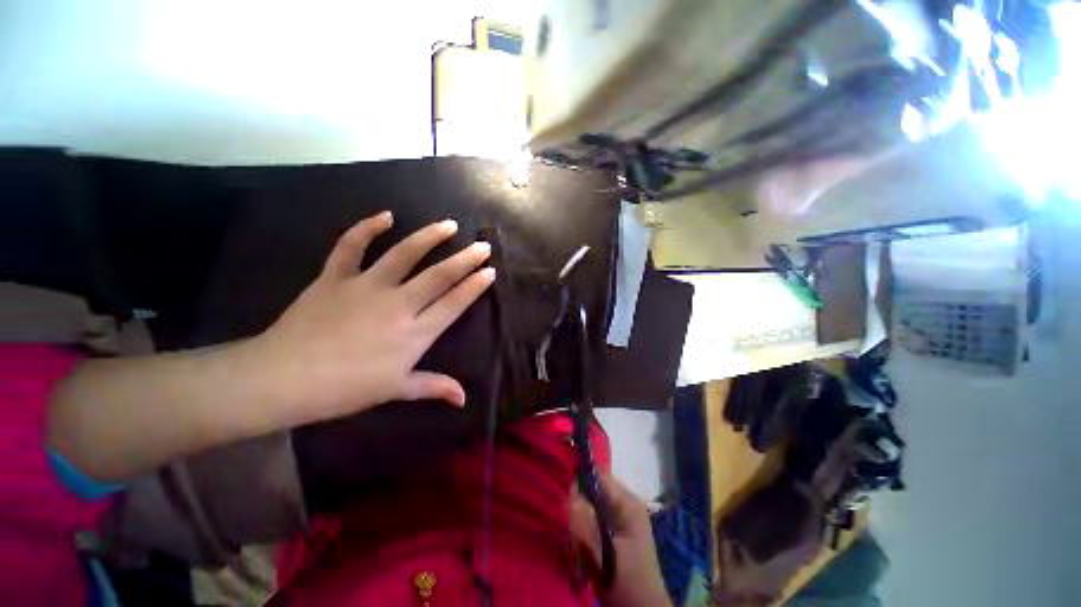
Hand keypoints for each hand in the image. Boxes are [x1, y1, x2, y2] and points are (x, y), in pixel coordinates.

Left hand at [255, 211, 494, 425]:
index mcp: (415, 333)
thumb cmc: (346, 389)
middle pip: (439, 276)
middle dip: (465, 259)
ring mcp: (366, 286)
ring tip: (448, 224)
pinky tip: (385, 216)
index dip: (474, 286)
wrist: (283, 379)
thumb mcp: (396, 390)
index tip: (489, 271)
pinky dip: (366, 228)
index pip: (453, 303)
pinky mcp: (336, 277)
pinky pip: (351, 246)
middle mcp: (398, 304)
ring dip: (429, 237)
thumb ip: (434, 387)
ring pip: (404, 254)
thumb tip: (463, 399)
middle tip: (483, 246)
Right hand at [569, 474, 672, 606]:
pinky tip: (581, 556)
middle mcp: (622, 505)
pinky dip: (581, 537)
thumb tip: (569, 496)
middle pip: (590, 493)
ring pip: (587, 509)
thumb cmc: (629, 581)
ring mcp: (617, 519)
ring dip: (578, 528)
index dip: (579, 482)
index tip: (563, 499)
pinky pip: (588, 524)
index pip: (598, 476)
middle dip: (577, 511)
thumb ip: (587, 525)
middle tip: (572, 535)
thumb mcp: (607, 553)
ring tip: (578, 551)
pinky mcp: (610, 534)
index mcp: (627, 502)